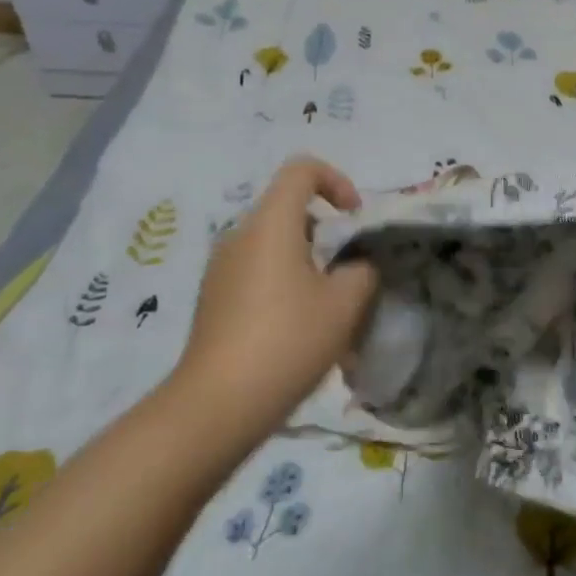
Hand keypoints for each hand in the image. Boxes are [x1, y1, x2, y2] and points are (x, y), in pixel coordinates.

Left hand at [170, 158, 379, 435]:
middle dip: (326, 231)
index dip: (336, 180)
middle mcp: (240, 235)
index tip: (354, 218)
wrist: (216, 406)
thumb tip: (355, 265)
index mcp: (271, 224)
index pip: (302, 169)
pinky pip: (257, 271)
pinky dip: (284, 283)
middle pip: (289, 209)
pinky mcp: (213, 299)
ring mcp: (221, 268)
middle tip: (349, 270)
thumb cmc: (287, 341)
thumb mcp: (345, 304)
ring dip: (307, 261)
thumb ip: (361, 270)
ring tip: (329, 306)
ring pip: (274, 244)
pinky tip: (298, 329)